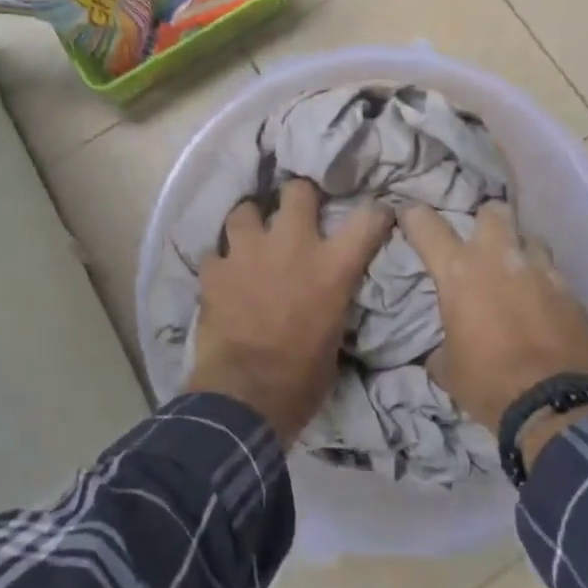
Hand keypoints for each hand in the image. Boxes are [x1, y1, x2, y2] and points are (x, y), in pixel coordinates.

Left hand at [186, 179, 393, 443]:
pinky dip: (221, 263)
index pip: (367, 218)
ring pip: (245, 210)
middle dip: (298, 197)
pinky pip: (215, 253)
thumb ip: (334, 299)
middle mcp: (292, 245)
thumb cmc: (301, 379)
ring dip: (250, 223)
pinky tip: (223, 277)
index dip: (374, 213)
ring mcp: (247, 251)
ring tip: (251, 240)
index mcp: (331, 266)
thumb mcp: (335, 337)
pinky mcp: (214, 269)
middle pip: (297, 190)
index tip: (374, 215)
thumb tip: (330, 293)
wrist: (245, 397)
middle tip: (296, 213)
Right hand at [399, 202, 587, 438]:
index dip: (413, 215)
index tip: (408, 214)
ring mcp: (540, 271)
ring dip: (520, 251)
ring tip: (516, 274)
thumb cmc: (488, 382)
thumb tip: (442, 349)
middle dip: (484, 220)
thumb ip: (441, 344)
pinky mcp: (571, 292)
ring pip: (530, 238)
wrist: (555, 407)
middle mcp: (499, 258)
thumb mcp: (448, 367)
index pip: (426, 225)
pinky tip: (543, 306)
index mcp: (459, 271)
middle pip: (493, 211)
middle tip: (480, 241)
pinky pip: (554, 274)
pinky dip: (545, 284)